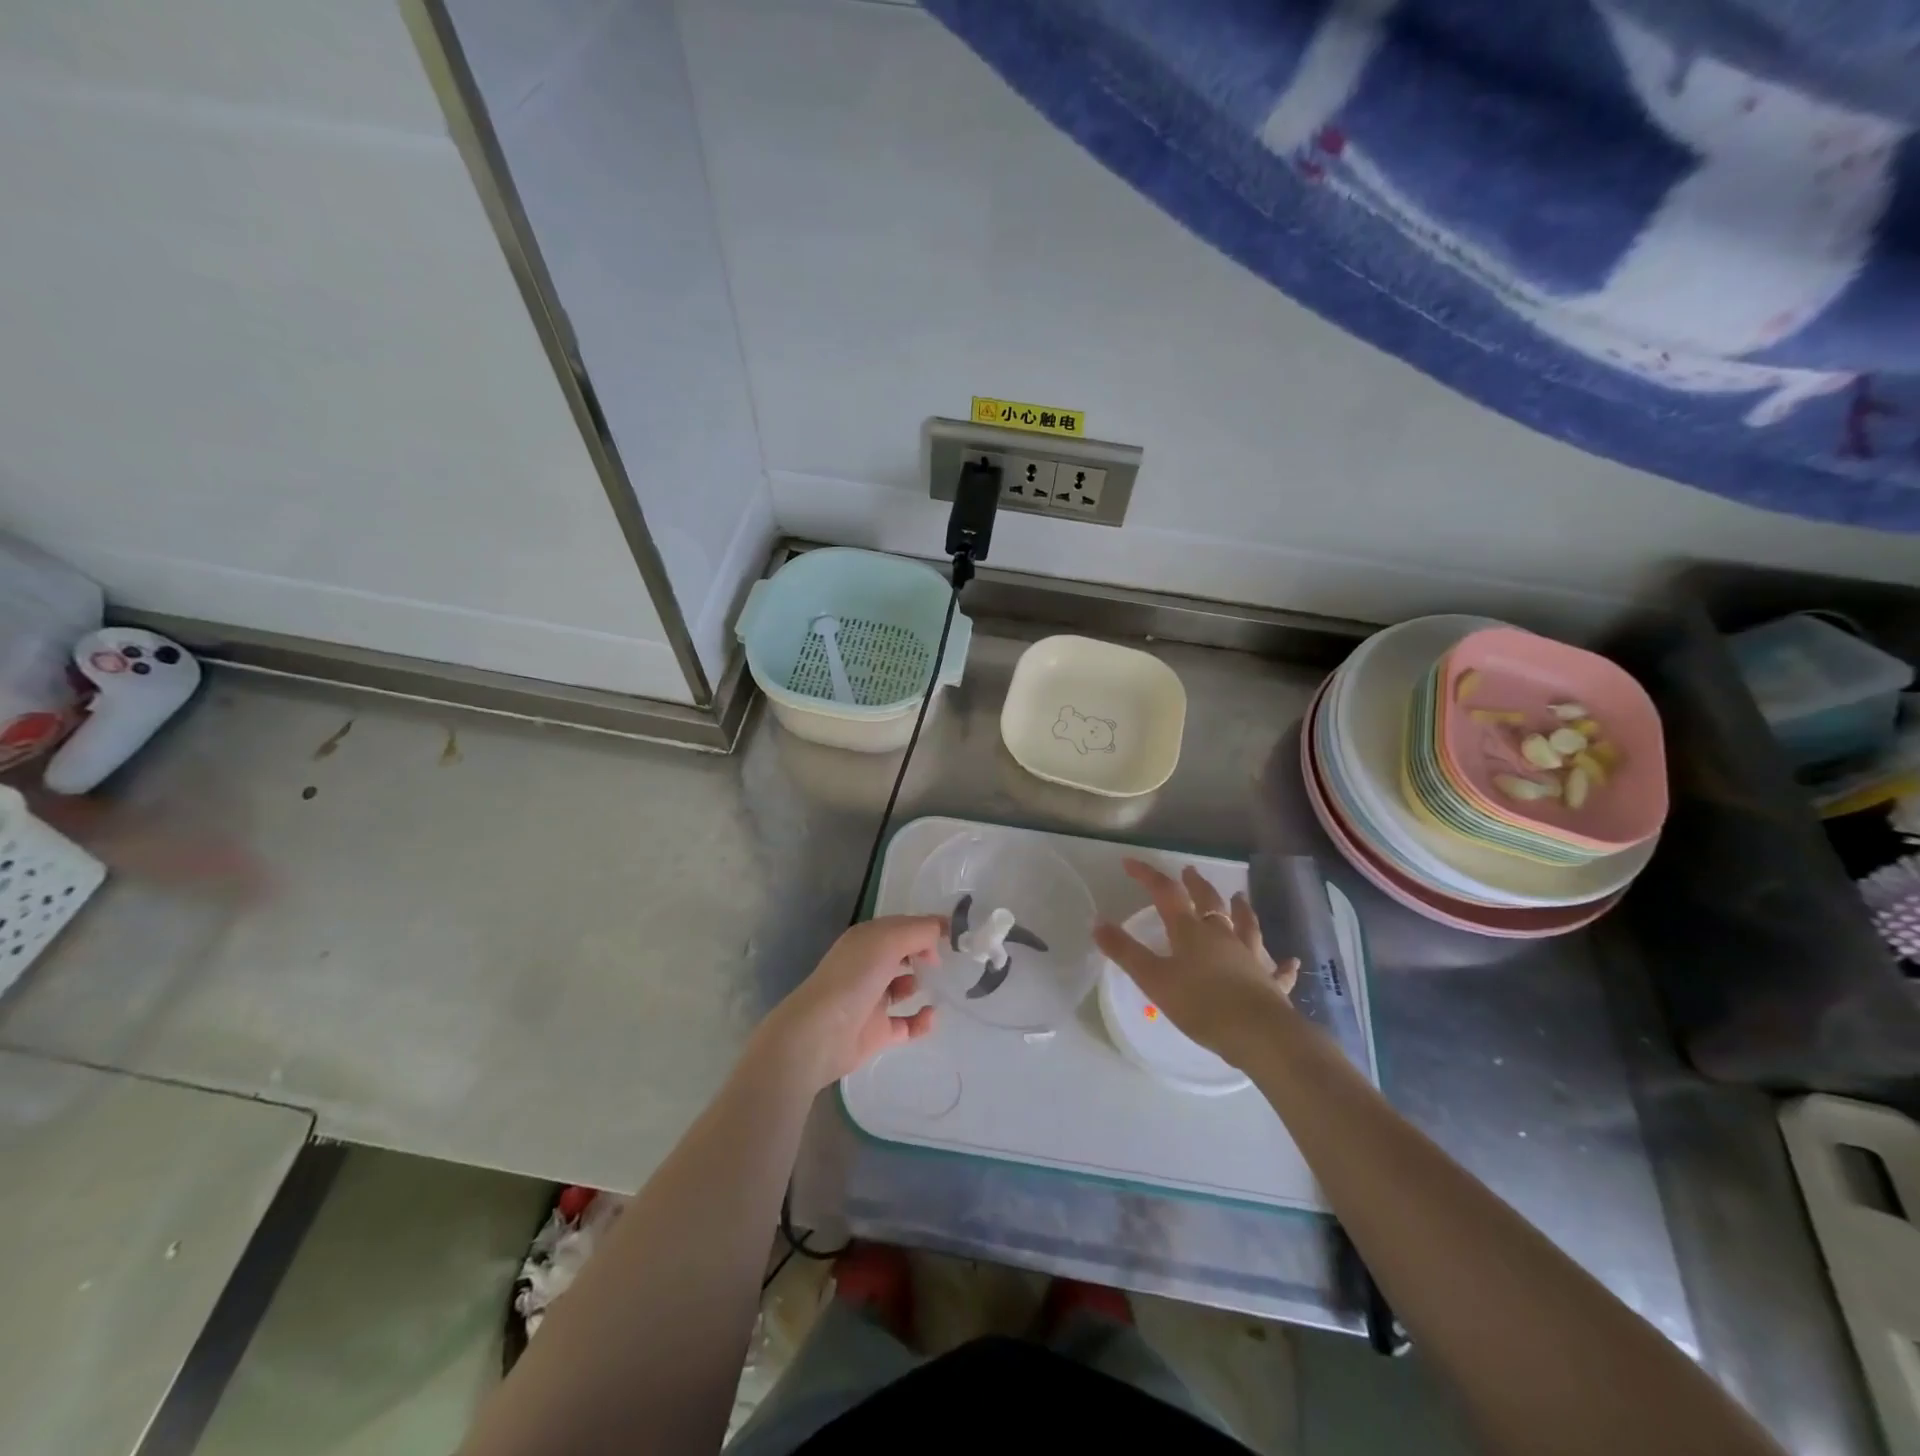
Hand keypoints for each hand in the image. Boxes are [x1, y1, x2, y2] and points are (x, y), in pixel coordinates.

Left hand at [749, 915, 945, 1090]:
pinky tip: (931, 1016)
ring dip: (921, 984)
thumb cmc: (854, 978)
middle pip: (903, 953)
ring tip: (936, 985)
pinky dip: (921, 1021)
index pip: (902, 926)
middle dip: (925, 953)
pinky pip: (906, 1024)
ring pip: (903, 987)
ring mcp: (872, 999)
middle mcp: (868, 966)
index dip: (927, 927)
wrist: (820, 1034)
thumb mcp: (888, 941)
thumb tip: (942, 929)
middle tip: (945, 960)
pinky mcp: (877, 1031)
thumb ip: (920, 930)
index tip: (955, 934)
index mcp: (867, 940)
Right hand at [1093, 859, 1298, 1068]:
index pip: (1166, 893)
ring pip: (1246, 926)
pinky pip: (1277, 970)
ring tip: (1240, 897)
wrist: (1259, 1034)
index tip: (1129, 863)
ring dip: (1242, 910)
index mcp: (1191, 932)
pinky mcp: (1270, 983)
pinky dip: (1283, 964)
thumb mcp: (1154, 979)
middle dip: (1196, 885)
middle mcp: (1222, 936)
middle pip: (1209, 902)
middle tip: (1190, 871)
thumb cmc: (1201, 1004)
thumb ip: (1125, 952)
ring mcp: (1250, 957)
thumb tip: (1098, 923)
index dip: (1147, 875)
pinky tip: (1291, 961)